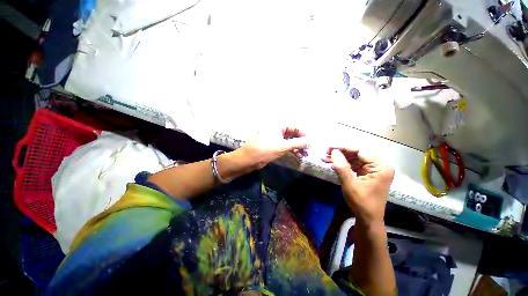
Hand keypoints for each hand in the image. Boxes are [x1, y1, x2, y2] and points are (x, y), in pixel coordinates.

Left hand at [239, 127, 309, 169]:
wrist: (249, 160)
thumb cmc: (264, 150)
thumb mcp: (282, 146)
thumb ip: (298, 143)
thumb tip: (312, 142)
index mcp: (277, 126)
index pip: (294, 127)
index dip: (303, 134)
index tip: (310, 142)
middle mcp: (277, 131)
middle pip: (292, 134)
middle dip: (300, 142)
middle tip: (308, 150)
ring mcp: (275, 139)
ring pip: (289, 141)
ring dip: (297, 147)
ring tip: (304, 154)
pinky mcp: (274, 147)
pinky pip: (285, 147)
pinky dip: (292, 150)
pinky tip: (298, 155)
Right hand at [324, 148, 393, 223]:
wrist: (368, 219)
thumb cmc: (361, 203)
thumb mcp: (349, 184)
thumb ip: (342, 167)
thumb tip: (334, 151)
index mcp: (380, 168)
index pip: (360, 151)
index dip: (344, 148)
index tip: (330, 147)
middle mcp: (379, 166)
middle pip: (358, 154)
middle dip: (341, 153)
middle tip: (326, 152)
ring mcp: (374, 170)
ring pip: (355, 159)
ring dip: (340, 158)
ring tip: (326, 158)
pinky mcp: (368, 174)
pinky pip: (355, 165)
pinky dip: (344, 164)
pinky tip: (333, 164)